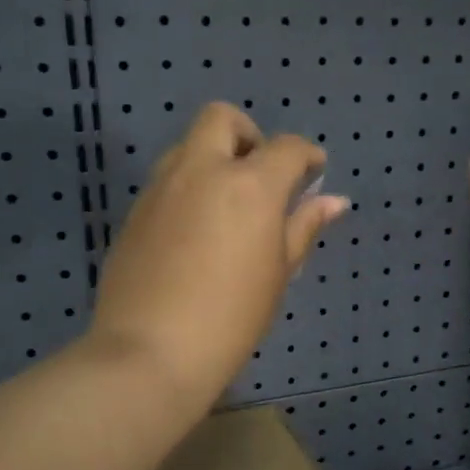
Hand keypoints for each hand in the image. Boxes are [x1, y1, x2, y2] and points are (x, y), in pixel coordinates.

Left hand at [91, 103, 350, 405]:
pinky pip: (166, 181)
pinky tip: (196, 233)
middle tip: (261, 175)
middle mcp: (202, 171)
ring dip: (213, 158)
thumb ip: (303, 227)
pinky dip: (188, 188)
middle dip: (248, 134)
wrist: (151, 351)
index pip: (286, 147)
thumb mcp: (278, 272)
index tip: (314, 171)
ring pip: (187, 146)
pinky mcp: (135, 212)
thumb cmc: (232, 317)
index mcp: (249, 185)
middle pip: (222, 118)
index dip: (306, 155)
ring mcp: (161, 188)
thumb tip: (334, 201)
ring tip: (228, 206)